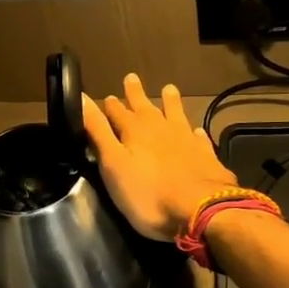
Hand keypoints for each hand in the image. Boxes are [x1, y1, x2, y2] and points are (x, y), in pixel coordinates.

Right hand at [83, 74, 236, 238]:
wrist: (200, 210)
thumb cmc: (148, 193)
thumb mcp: (113, 164)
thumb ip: (98, 132)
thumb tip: (82, 98)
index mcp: (134, 131)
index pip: (117, 112)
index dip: (111, 105)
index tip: (108, 96)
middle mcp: (161, 128)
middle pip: (145, 107)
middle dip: (136, 94)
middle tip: (132, 77)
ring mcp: (186, 140)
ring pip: (175, 114)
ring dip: (170, 102)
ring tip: (169, 89)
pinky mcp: (205, 155)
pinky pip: (198, 137)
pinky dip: (195, 132)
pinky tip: (196, 130)